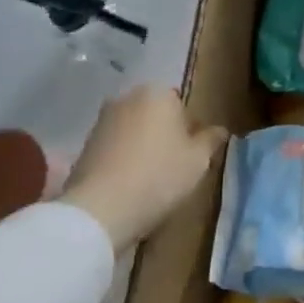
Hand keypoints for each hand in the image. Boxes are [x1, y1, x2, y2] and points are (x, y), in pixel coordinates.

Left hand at [62, 86, 226, 252]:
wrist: (100, 209)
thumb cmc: (159, 176)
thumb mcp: (199, 160)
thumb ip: (211, 140)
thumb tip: (219, 130)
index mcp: (158, 94)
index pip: (182, 105)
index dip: (190, 130)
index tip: (192, 153)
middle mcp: (127, 98)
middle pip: (155, 114)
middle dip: (164, 133)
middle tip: (174, 164)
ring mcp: (102, 120)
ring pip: (133, 130)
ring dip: (142, 146)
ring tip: (150, 177)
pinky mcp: (84, 144)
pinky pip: (114, 146)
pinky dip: (123, 158)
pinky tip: (128, 182)